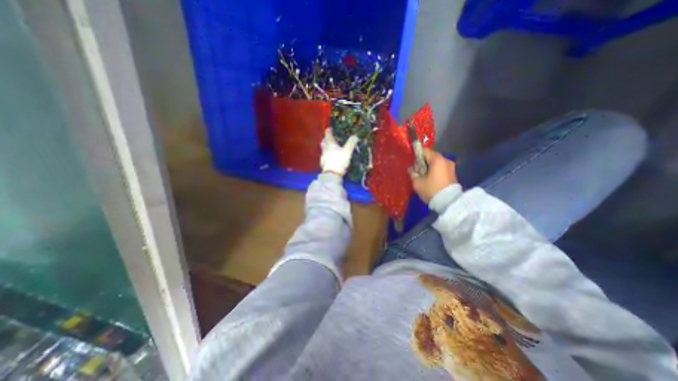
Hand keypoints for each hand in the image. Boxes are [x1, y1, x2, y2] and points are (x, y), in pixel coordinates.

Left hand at [320, 128, 355, 174]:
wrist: (331, 175)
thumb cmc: (339, 161)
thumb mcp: (347, 151)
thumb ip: (351, 143)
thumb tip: (355, 136)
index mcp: (330, 144)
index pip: (328, 134)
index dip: (329, 130)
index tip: (331, 128)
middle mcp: (325, 149)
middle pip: (324, 141)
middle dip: (326, 139)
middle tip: (331, 138)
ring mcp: (323, 157)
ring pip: (323, 149)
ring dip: (326, 147)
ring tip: (332, 148)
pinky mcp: (323, 164)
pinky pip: (325, 157)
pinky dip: (327, 155)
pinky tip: (332, 158)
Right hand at [411, 147, 457, 203]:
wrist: (449, 202)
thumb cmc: (431, 190)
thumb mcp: (417, 183)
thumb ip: (412, 173)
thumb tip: (411, 169)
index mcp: (437, 159)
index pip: (424, 151)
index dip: (416, 154)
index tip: (411, 160)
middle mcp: (445, 160)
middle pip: (431, 156)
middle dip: (422, 161)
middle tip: (415, 169)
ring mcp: (451, 167)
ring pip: (436, 163)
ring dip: (428, 167)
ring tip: (422, 175)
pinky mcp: (453, 174)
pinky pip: (441, 168)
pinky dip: (434, 171)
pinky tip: (429, 178)